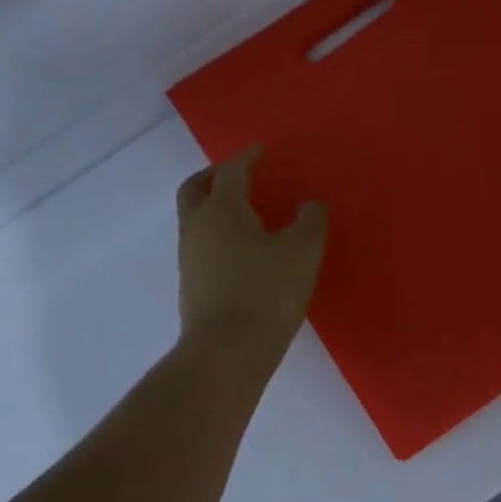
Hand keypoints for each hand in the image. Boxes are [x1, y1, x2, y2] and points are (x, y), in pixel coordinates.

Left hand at [175, 146, 327, 368]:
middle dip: (214, 176)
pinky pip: (201, 246)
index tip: (262, 152)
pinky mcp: (191, 284)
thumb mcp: (303, 251)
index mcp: (222, 209)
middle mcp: (197, 226)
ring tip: (244, 215)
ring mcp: (189, 257)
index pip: (231, 171)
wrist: (228, 350)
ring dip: (213, 207)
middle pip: (195, 188)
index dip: (247, 158)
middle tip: (238, 176)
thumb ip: (310, 220)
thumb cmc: (268, 292)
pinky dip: (216, 236)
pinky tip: (241, 252)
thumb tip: (309, 204)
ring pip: (195, 219)